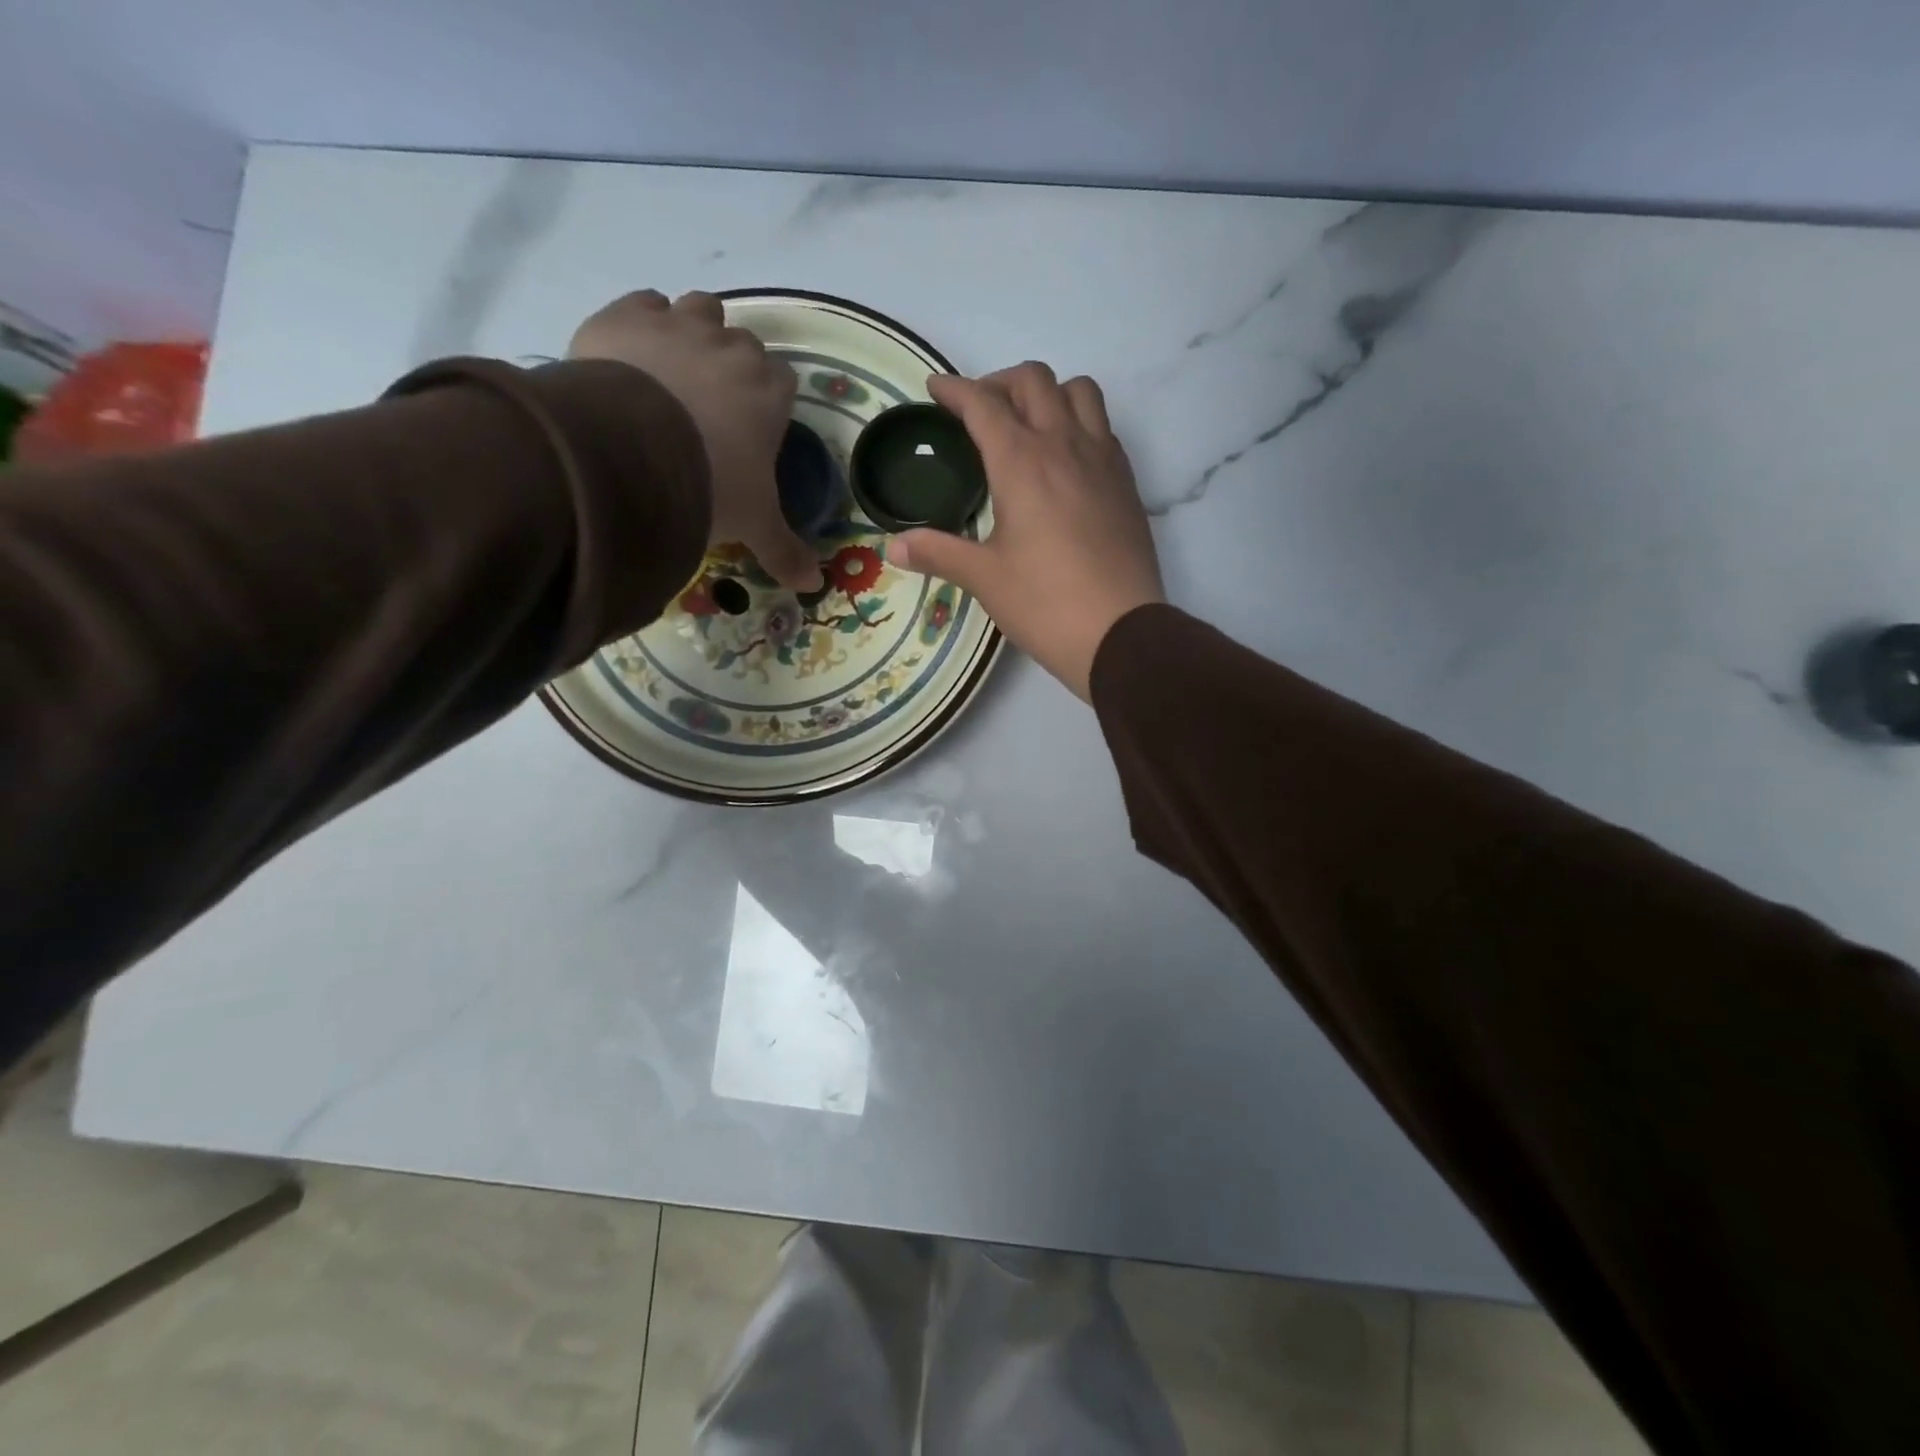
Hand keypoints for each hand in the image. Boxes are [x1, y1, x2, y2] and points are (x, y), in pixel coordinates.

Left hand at [569, 290, 820, 590]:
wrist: (633, 453)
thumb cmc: (712, 485)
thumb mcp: (753, 524)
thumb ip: (784, 551)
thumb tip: (813, 586)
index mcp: (769, 393)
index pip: (782, 383)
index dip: (768, 402)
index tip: (751, 427)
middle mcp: (732, 348)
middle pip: (742, 344)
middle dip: (730, 367)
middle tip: (708, 407)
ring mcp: (680, 325)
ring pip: (699, 310)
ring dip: (693, 332)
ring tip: (673, 371)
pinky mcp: (628, 315)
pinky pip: (645, 304)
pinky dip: (643, 322)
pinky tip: (632, 355)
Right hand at [886, 364, 1163, 699]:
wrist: (1120, 633)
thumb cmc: (1045, 604)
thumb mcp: (984, 578)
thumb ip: (938, 553)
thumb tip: (893, 546)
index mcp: (1021, 462)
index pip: (983, 404)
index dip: (954, 389)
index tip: (935, 389)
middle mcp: (1064, 445)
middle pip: (1033, 380)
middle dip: (999, 383)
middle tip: (979, 412)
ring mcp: (1102, 459)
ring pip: (1079, 392)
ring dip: (1048, 393)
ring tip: (1028, 424)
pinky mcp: (1126, 482)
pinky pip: (1103, 426)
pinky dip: (1079, 422)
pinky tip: (1065, 459)